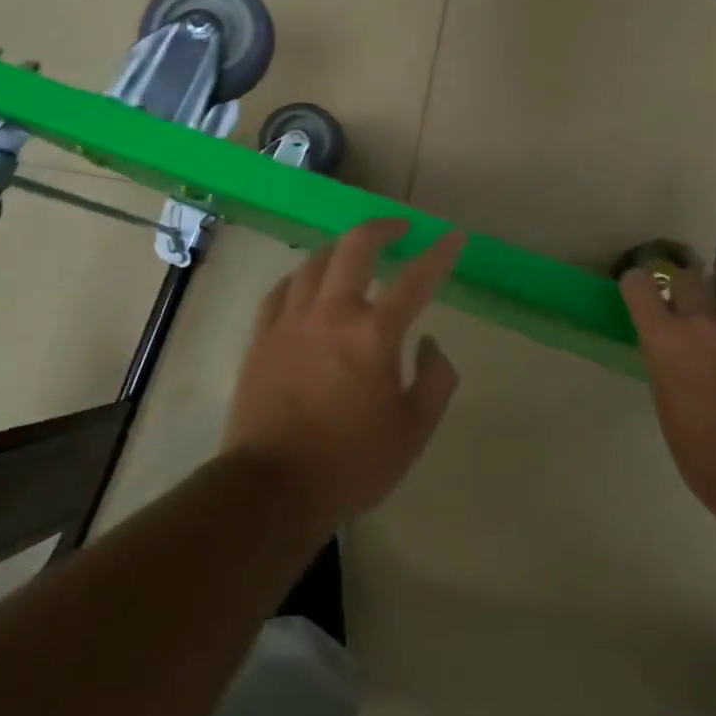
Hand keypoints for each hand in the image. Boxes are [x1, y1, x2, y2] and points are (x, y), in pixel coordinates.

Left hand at [225, 218, 464, 524]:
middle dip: (382, 228)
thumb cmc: (352, 464)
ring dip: (340, 250)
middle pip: (355, 248)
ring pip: (314, 264)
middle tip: (400, 228)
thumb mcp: (414, 431)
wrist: (274, 487)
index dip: (439, 254)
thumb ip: (435, 380)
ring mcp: (290, 323)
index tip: (454, 237)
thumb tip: (428, 342)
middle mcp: (331, 315)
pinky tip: (307, 284)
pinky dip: (300, 279)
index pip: (415, 280)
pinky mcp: (261, 338)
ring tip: (354, 254)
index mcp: (373, 336)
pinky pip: (280, 292)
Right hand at [620, 266, 715, 511]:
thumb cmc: (704, 453)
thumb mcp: (668, 404)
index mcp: (665, 340)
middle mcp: (705, 321)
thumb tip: (677, 353)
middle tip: (697, 317)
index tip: (644, 293)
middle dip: (690, 293)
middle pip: (691, 278)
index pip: (640, 285)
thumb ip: (669, 365)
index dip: (640, 285)